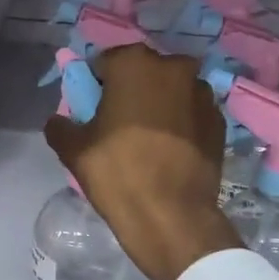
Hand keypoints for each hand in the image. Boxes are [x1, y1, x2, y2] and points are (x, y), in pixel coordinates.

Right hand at [43, 43, 241, 279]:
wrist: (172, 216)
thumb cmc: (118, 172)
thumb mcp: (73, 150)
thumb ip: (60, 126)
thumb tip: (59, 120)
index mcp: (133, 63)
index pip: (104, 63)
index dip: (96, 86)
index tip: (94, 110)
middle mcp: (173, 66)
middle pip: (142, 72)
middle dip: (131, 89)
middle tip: (119, 123)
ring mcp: (202, 92)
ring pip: (171, 90)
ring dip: (160, 103)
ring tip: (149, 138)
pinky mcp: (219, 120)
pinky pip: (191, 112)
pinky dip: (182, 122)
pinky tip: (171, 149)